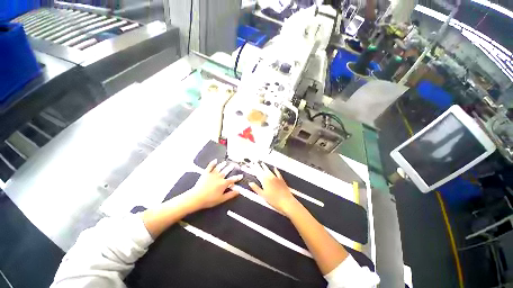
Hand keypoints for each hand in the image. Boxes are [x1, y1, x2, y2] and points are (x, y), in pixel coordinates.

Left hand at [185, 159, 241, 210]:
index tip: (241, 175)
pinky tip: (215, 160)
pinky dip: (212, 163)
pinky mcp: (206, 173)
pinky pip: (210, 167)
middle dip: (231, 168)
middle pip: (226, 171)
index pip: (233, 179)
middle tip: (234, 165)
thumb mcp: (222, 199)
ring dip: (222, 165)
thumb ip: (231, 194)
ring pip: (219, 168)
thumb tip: (238, 191)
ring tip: (225, 162)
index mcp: (223, 183)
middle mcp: (219, 177)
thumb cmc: (209, 200)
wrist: (197, 197)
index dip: (237, 178)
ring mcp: (212, 174)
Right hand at [248, 162, 300, 215]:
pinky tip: (274, 168)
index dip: (255, 169)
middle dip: (259, 166)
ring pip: (269, 171)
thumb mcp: (263, 195)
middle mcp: (270, 178)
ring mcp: (276, 178)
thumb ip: (256, 188)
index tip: (252, 164)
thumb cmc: (273, 200)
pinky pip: (278, 173)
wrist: (286, 201)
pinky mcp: (281, 180)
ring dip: (265, 167)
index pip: (258, 173)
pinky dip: (276, 170)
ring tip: (262, 163)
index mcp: (264, 181)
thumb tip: (250, 183)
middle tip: (256, 162)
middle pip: (263, 171)